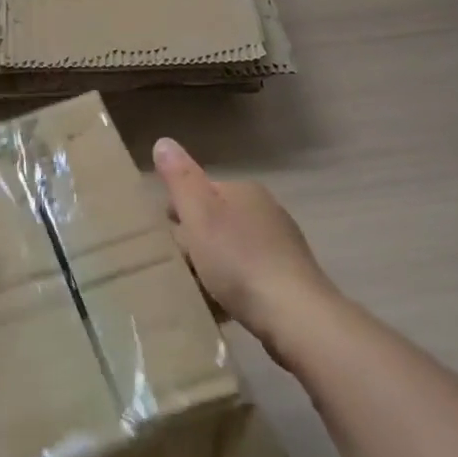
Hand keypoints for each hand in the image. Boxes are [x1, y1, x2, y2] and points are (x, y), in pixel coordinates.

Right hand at [154, 137, 338, 352]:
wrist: (295, 315)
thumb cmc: (239, 260)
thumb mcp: (199, 215)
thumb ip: (180, 179)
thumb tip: (163, 141)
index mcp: (244, 190)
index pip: (200, 191)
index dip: (178, 211)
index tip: (162, 236)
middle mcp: (266, 210)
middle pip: (216, 220)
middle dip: (195, 239)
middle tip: (175, 264)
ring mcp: (281, 245)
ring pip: (231, 248)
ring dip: (212, 265)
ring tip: (194, 288)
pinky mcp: (288, 277)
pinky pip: (247, 275)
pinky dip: (232, 285)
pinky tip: (220, 304)